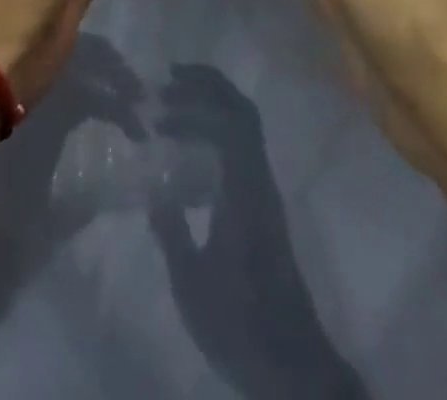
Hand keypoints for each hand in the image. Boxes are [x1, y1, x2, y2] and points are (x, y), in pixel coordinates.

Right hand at [149, 65, 367, 399]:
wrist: (292, 366)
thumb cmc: (239, 323)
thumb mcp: (192, 282)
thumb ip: (171, 231)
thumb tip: (153, 191)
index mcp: (244, 191)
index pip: (228, 124)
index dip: (194, 106)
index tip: (160, 115)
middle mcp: (260, 180)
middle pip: (242, 111)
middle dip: (206, 86)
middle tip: (169, 80)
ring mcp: (266, 190)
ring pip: (246, 124)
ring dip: (214, 101)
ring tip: (178, 98)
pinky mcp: (264, 204)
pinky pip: (244, 144)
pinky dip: (218, 125)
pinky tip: (194, 140)